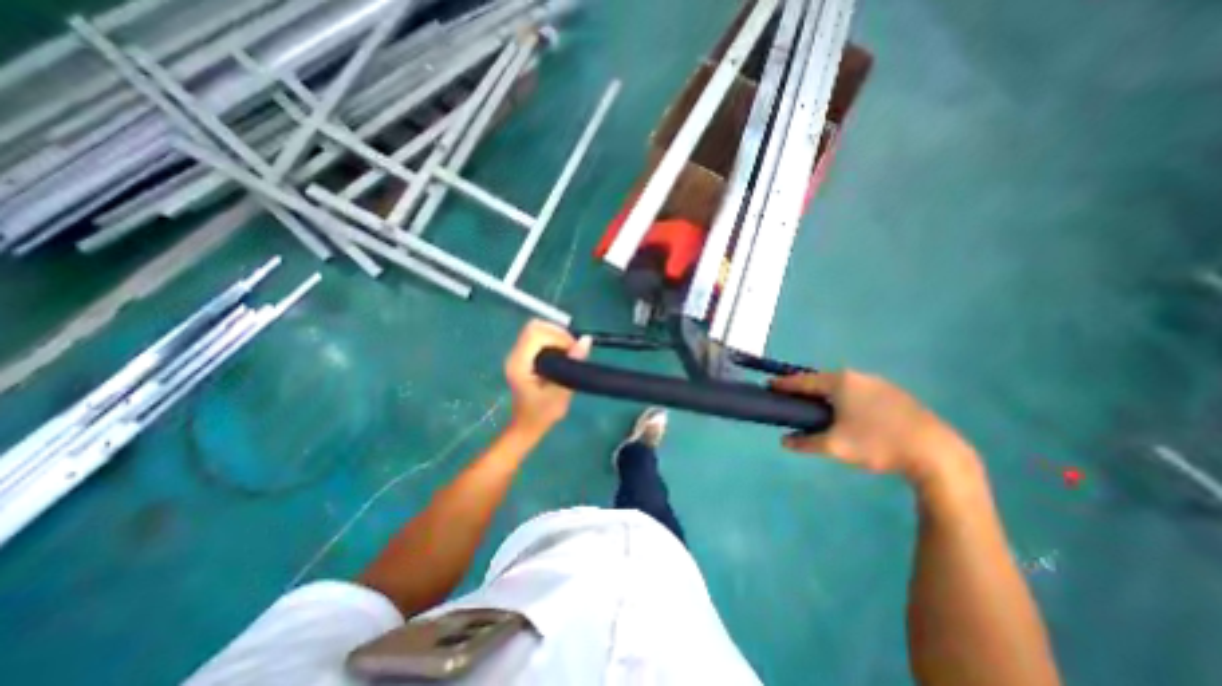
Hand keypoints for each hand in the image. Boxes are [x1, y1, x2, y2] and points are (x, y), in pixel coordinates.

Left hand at [498, 318, 588, 432]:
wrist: (527, 425)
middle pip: (535, 326)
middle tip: (573, 349)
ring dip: (556, 335)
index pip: (536, 334)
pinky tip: (562, 353)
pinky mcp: (523, 355)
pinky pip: (538, 336)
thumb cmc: (543, 414)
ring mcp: (517, 354)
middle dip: (558, 332)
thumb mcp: (561, 392)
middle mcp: (514, 355)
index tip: (574, 350)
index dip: (558, 336)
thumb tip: (586, 340)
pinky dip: (553, 339)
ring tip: (569, 351)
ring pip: (537, 329)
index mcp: (519, 364)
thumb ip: (572, 365)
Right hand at [772, 371, 980, 488]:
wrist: (936, 454)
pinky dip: (847, 399)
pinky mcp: (896, 395)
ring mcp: (880, 384)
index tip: (769, 386)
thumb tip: (785, 441)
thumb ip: (806, 442)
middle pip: (823, 380)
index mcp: (840, 382)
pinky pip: (860, 392)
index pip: (803, 380)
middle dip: (806, 389)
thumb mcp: (835, 446)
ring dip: (827, 394)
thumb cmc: (877, 444)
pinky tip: (849, 414)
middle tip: (792, 399)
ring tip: (818, 408)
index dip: (784, 384)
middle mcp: (859, 377)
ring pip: (843, 386)